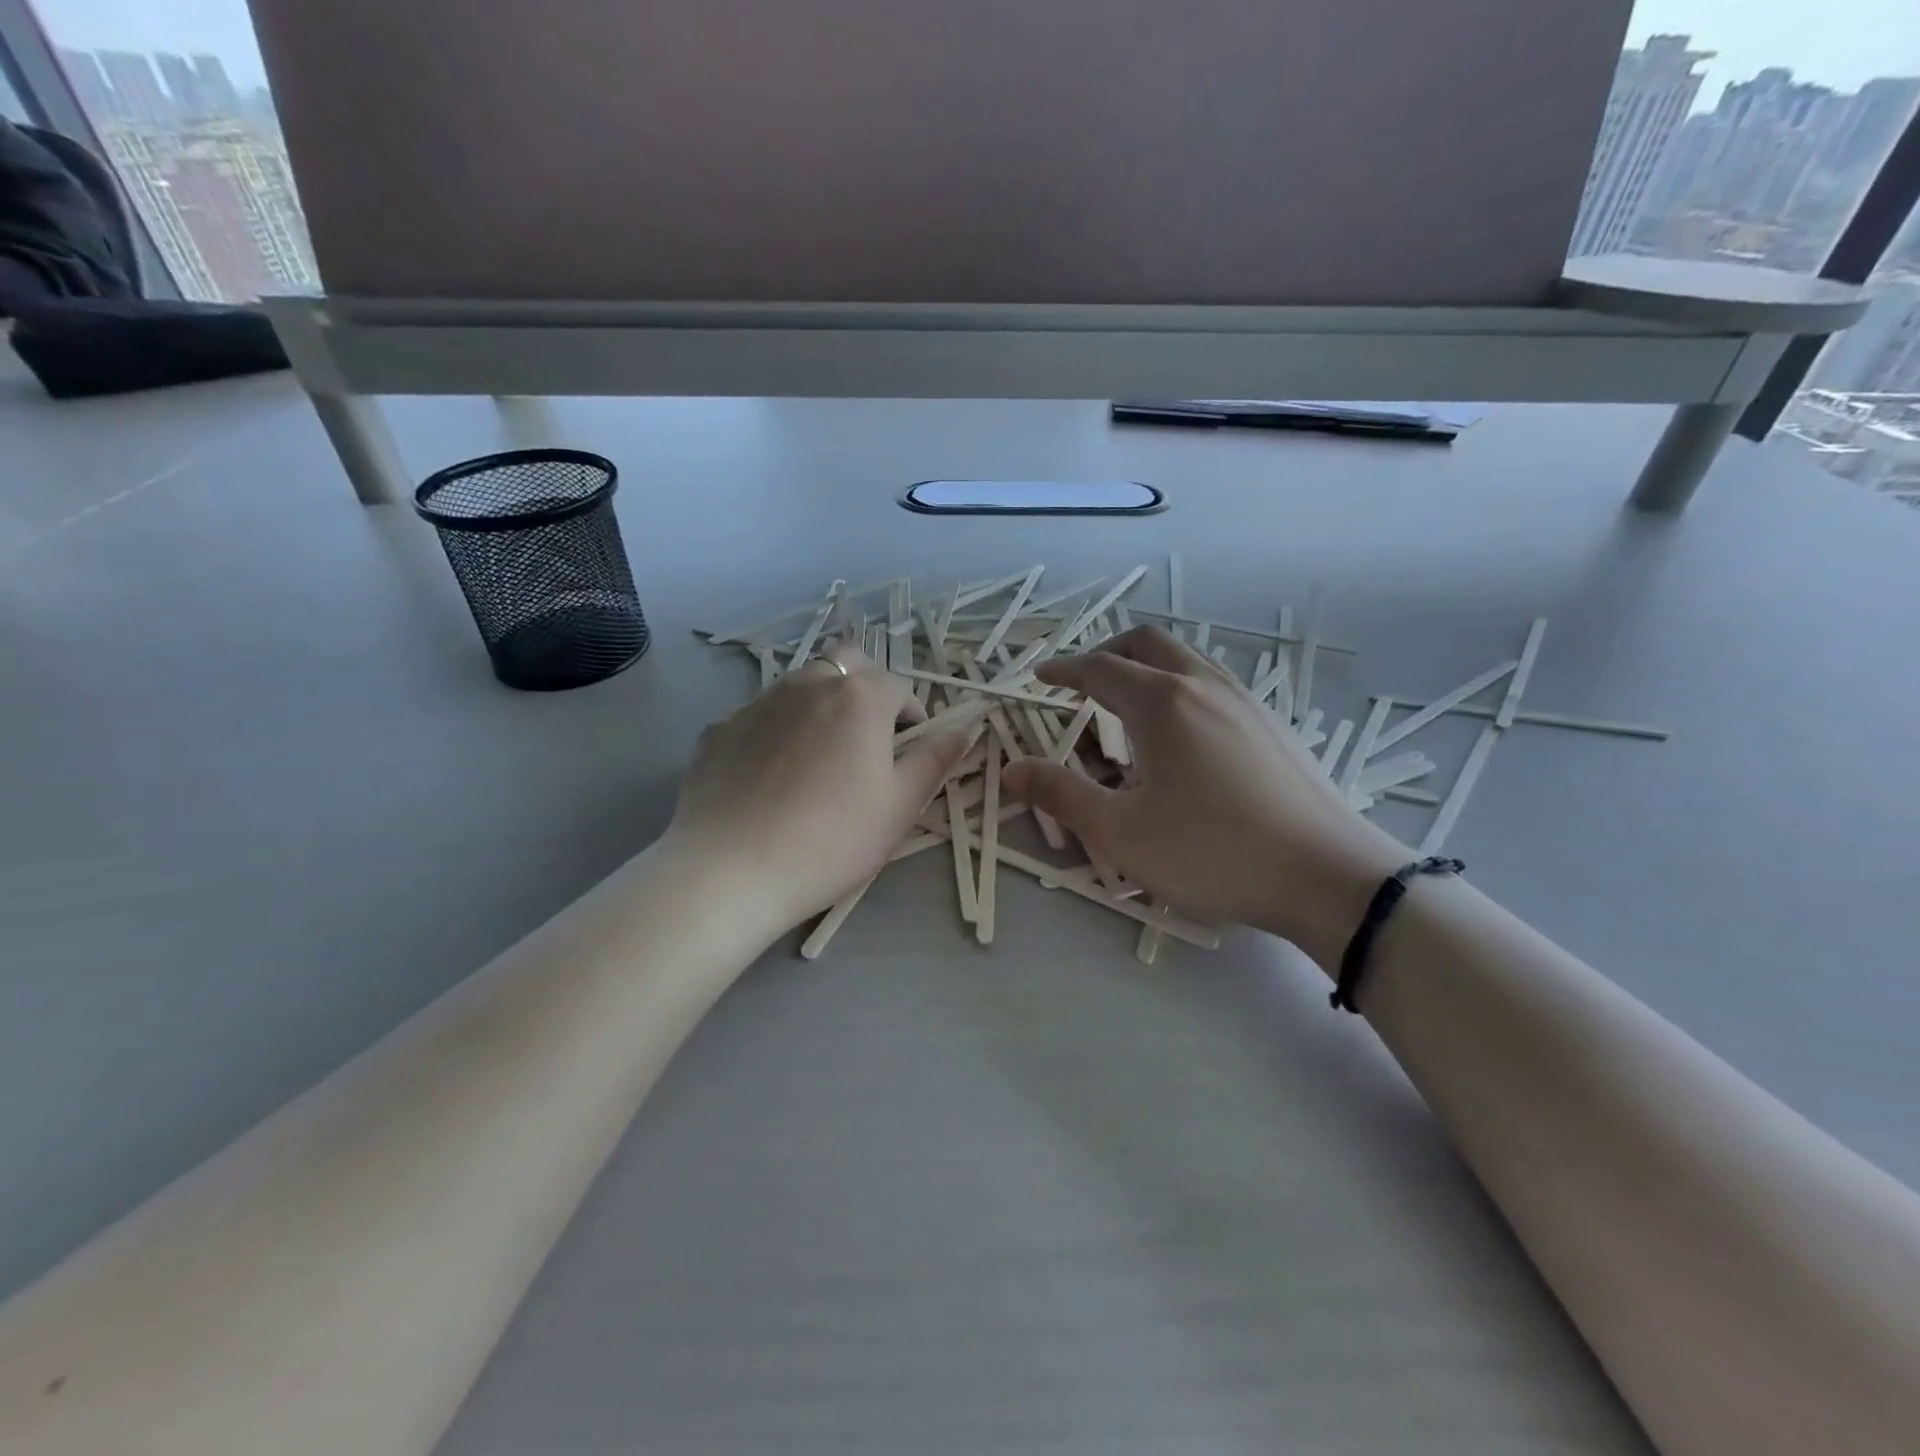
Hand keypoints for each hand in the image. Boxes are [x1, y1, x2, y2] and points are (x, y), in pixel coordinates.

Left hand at [666, 640, 973, 935]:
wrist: (729, 871)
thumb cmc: (832, 840)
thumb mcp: (900, 806)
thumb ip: (936, 760)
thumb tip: (966, 730)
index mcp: (859, 696)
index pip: (900, 687)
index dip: (913, 718)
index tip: (909, 755)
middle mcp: (808, 683)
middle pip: (848, 664)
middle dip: (867, 690)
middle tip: (868, 739)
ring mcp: (758, 702)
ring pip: (802, 685)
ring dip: (822, 706)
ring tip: (819, 761)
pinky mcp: (720, 728)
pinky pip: (762, 716)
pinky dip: (778, 731)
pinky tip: (772, 778)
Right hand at [1002, 627, 1404, 969]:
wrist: (1329, 877)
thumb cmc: (1213, 853)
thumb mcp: (1122, 833)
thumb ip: (1061, 795)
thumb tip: (1012, 769)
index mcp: (1163, 703)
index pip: (1100, 668)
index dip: (1064, 670)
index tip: (1040, 678)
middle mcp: (1204, 686)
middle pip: (1146, 645)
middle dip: (1106, 654)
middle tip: (1081, 684)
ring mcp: (1245, 702)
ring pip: (1185, 661)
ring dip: (1146, 669)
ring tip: (1127, 708)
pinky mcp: (1272, 725)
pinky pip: (1212, 684)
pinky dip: (1179, 688)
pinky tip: (1180, 737)